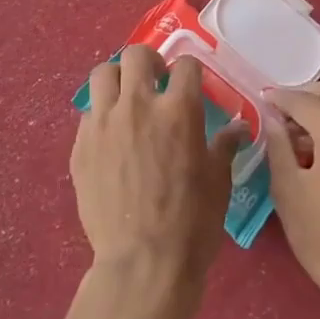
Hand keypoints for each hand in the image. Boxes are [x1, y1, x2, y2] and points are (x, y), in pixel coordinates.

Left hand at [71, 46, 244, 316]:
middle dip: (150, 62)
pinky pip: (88, 114)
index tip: (191, 84)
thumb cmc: (192, 222)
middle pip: (136, 55)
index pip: (185, 65)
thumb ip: (225, 145)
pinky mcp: (80, 147)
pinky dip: (102, 115)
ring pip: (102, 75)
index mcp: (179, 111)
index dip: (191, 70)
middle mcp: (138, 106)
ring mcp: (103, 124)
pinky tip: (112, 138)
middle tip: (157, 82)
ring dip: (118, 80)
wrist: (143, 263)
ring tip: (127, 100)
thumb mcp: (218, 181)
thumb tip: (239, 127)